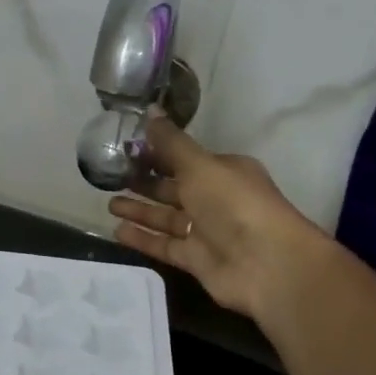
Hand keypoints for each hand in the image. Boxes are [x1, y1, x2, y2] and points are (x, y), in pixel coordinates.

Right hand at [107, 117, 327, 321]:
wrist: (266, 263)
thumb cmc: (234, 204)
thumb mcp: (199, 165)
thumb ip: (171, 142)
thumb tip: (150, 110)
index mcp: (224, 171)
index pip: (185, 159)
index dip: (157, 154)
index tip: (126, 150)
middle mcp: (216, 199)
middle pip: (174, 189)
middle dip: (145, 183)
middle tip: (111, 178)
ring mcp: (206, 232)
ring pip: (166, 218)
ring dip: (139, 211)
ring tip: (109, 204)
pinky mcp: (197, 259)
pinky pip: (164, 245)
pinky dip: (143, 238)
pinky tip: (117, 231)